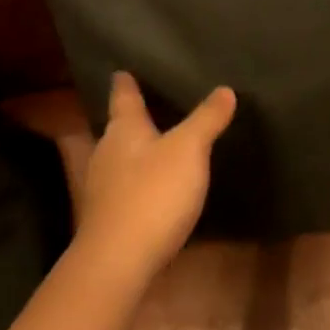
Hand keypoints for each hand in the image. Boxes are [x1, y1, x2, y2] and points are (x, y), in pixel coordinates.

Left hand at [57, 72, 235, 280]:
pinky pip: (128, 185)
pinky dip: (142, 177)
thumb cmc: (153, 193)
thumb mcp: (189, 150)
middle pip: (119, 127)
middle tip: (152, 102)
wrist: (119, 260)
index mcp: (123, 130)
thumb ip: (206, 119)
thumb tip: (225, 89)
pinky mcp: (111, 215)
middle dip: (133, 116)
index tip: (122, 69)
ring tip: (161, 141)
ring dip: (138, 148)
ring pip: (122, 157)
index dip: (126, 82)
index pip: (123, 96)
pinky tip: (159, 184)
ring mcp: (105, 187)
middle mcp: (107, 153)